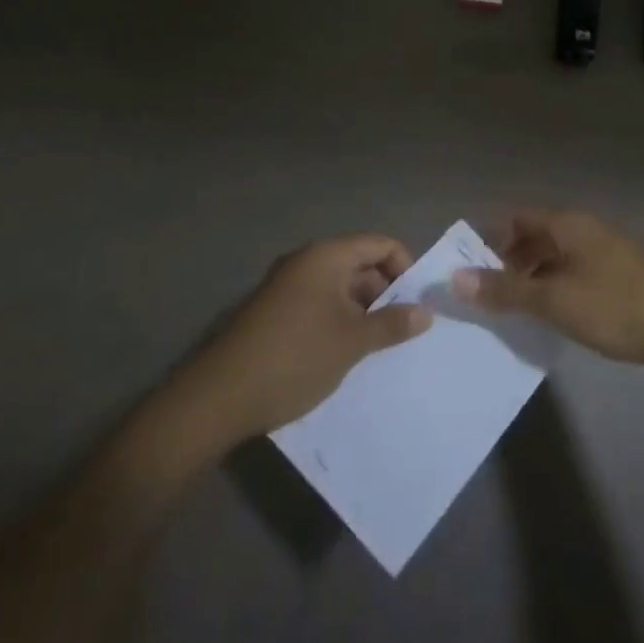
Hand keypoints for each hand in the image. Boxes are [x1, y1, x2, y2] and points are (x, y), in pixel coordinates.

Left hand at [182, 234, 432, 441]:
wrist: (217, 398)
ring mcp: (286, 286)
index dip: (405, 268)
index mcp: (327, 255)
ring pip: (338, 287)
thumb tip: (426, 313)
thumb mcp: (352, 342)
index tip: (416, 303)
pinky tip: (343, 354)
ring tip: (377, 346)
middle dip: (384, 293)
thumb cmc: (295, 357)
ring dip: (361, 311)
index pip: (380, 244)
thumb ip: (392, 324)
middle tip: (402, 329)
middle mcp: (306, 261)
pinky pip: (317, 304)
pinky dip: (337, 321)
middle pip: (359, 263)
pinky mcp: (272, 312)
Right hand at [452, 210, 643, 373]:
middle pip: (535, 235)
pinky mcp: (618, 273)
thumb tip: (456, 278)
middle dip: (508, 261)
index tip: (469, 270)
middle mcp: (584, 228)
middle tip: (487, 296)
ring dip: (531, 277)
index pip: (517, 217)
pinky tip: (552, 315)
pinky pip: (573, 271)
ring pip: (555, 255)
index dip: (490, 238)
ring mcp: (604, 250)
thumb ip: (506, 290)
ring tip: (514, 310)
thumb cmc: (615, 305)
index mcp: (567, 223)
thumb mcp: (554, 300)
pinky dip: (554, 286)